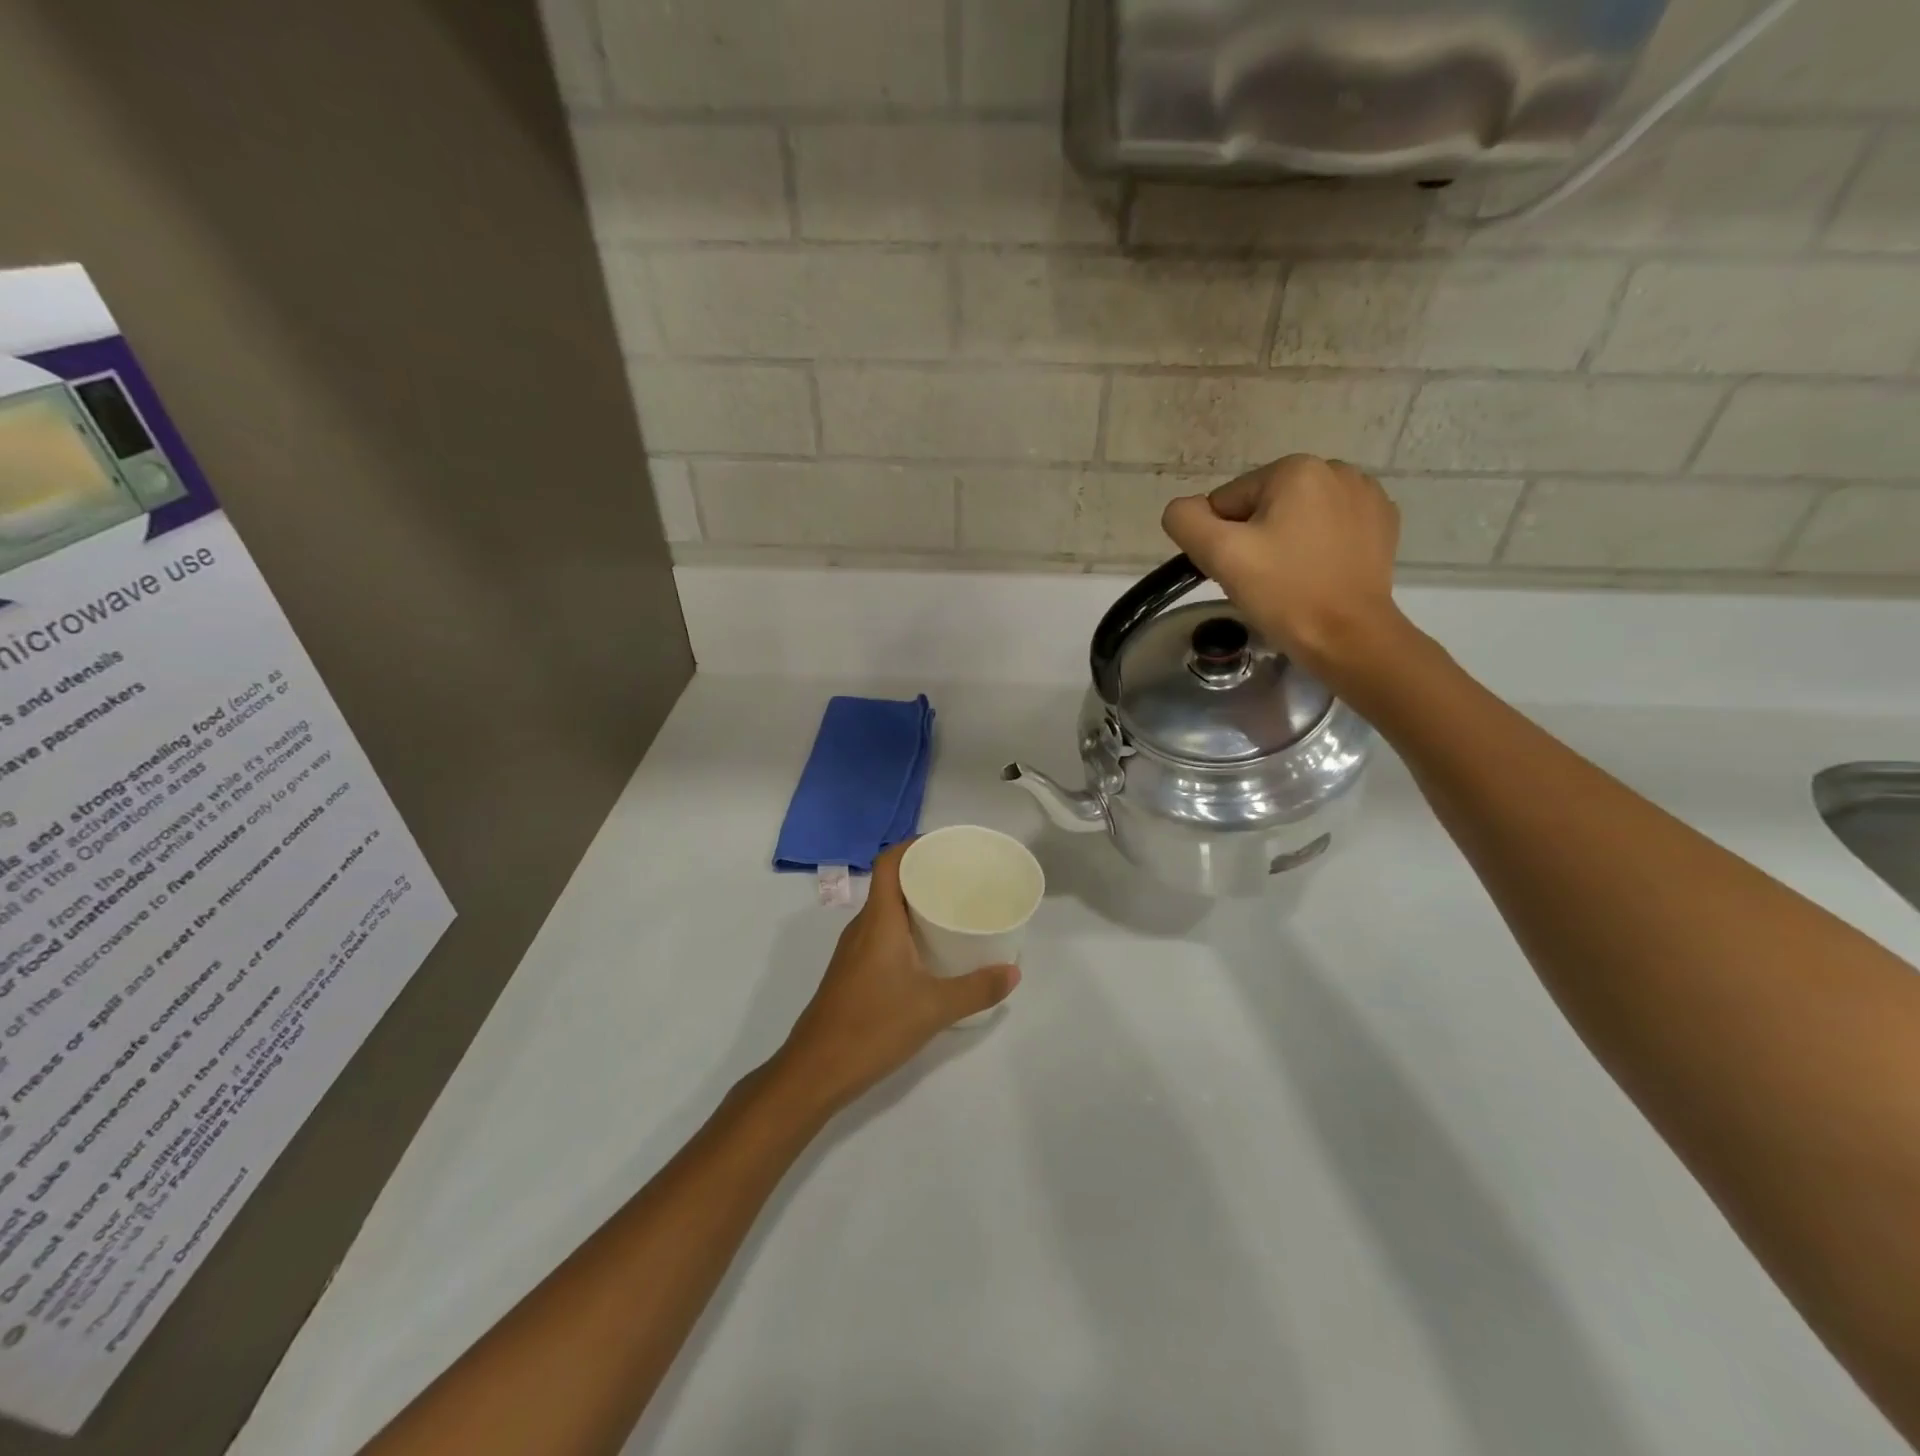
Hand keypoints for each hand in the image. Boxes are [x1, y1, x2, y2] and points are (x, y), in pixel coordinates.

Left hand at [770, 842, 1017, 1117]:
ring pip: (885, 912)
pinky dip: (904, 929)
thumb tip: (1014, 972)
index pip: (889, 863)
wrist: (815, 1071)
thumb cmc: (872, 1027)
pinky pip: (880, 934)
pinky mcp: (852, 973)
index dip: (913, 846)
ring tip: (951, 909)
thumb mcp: (934, 1009)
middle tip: (961, 879)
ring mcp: (853, 951)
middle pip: (889, 884)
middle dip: (923, 875)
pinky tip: (928, 951)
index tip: (946, 847)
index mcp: (878, 921)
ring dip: (914, 904)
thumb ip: (977, 989)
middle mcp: (862, 927)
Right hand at [1161, 454, 1407, 685]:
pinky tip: (1320, 574)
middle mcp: (1336, 469)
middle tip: (1263, 579)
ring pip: (1296, 517)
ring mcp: (1366, 496)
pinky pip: (1328, 528)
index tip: (1241, 571)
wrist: (1349, 637)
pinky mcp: (1382, 524)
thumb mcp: (1220, 555)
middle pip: (1262, 506)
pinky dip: (1317, 547)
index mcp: (1295, 469)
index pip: (1227, 501)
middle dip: (1255, 539)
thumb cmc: (1283, 593)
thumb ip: (1186, 520)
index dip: (1223, 540)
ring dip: (1285, 542)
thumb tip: (1184, 509)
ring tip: (1292, 579)